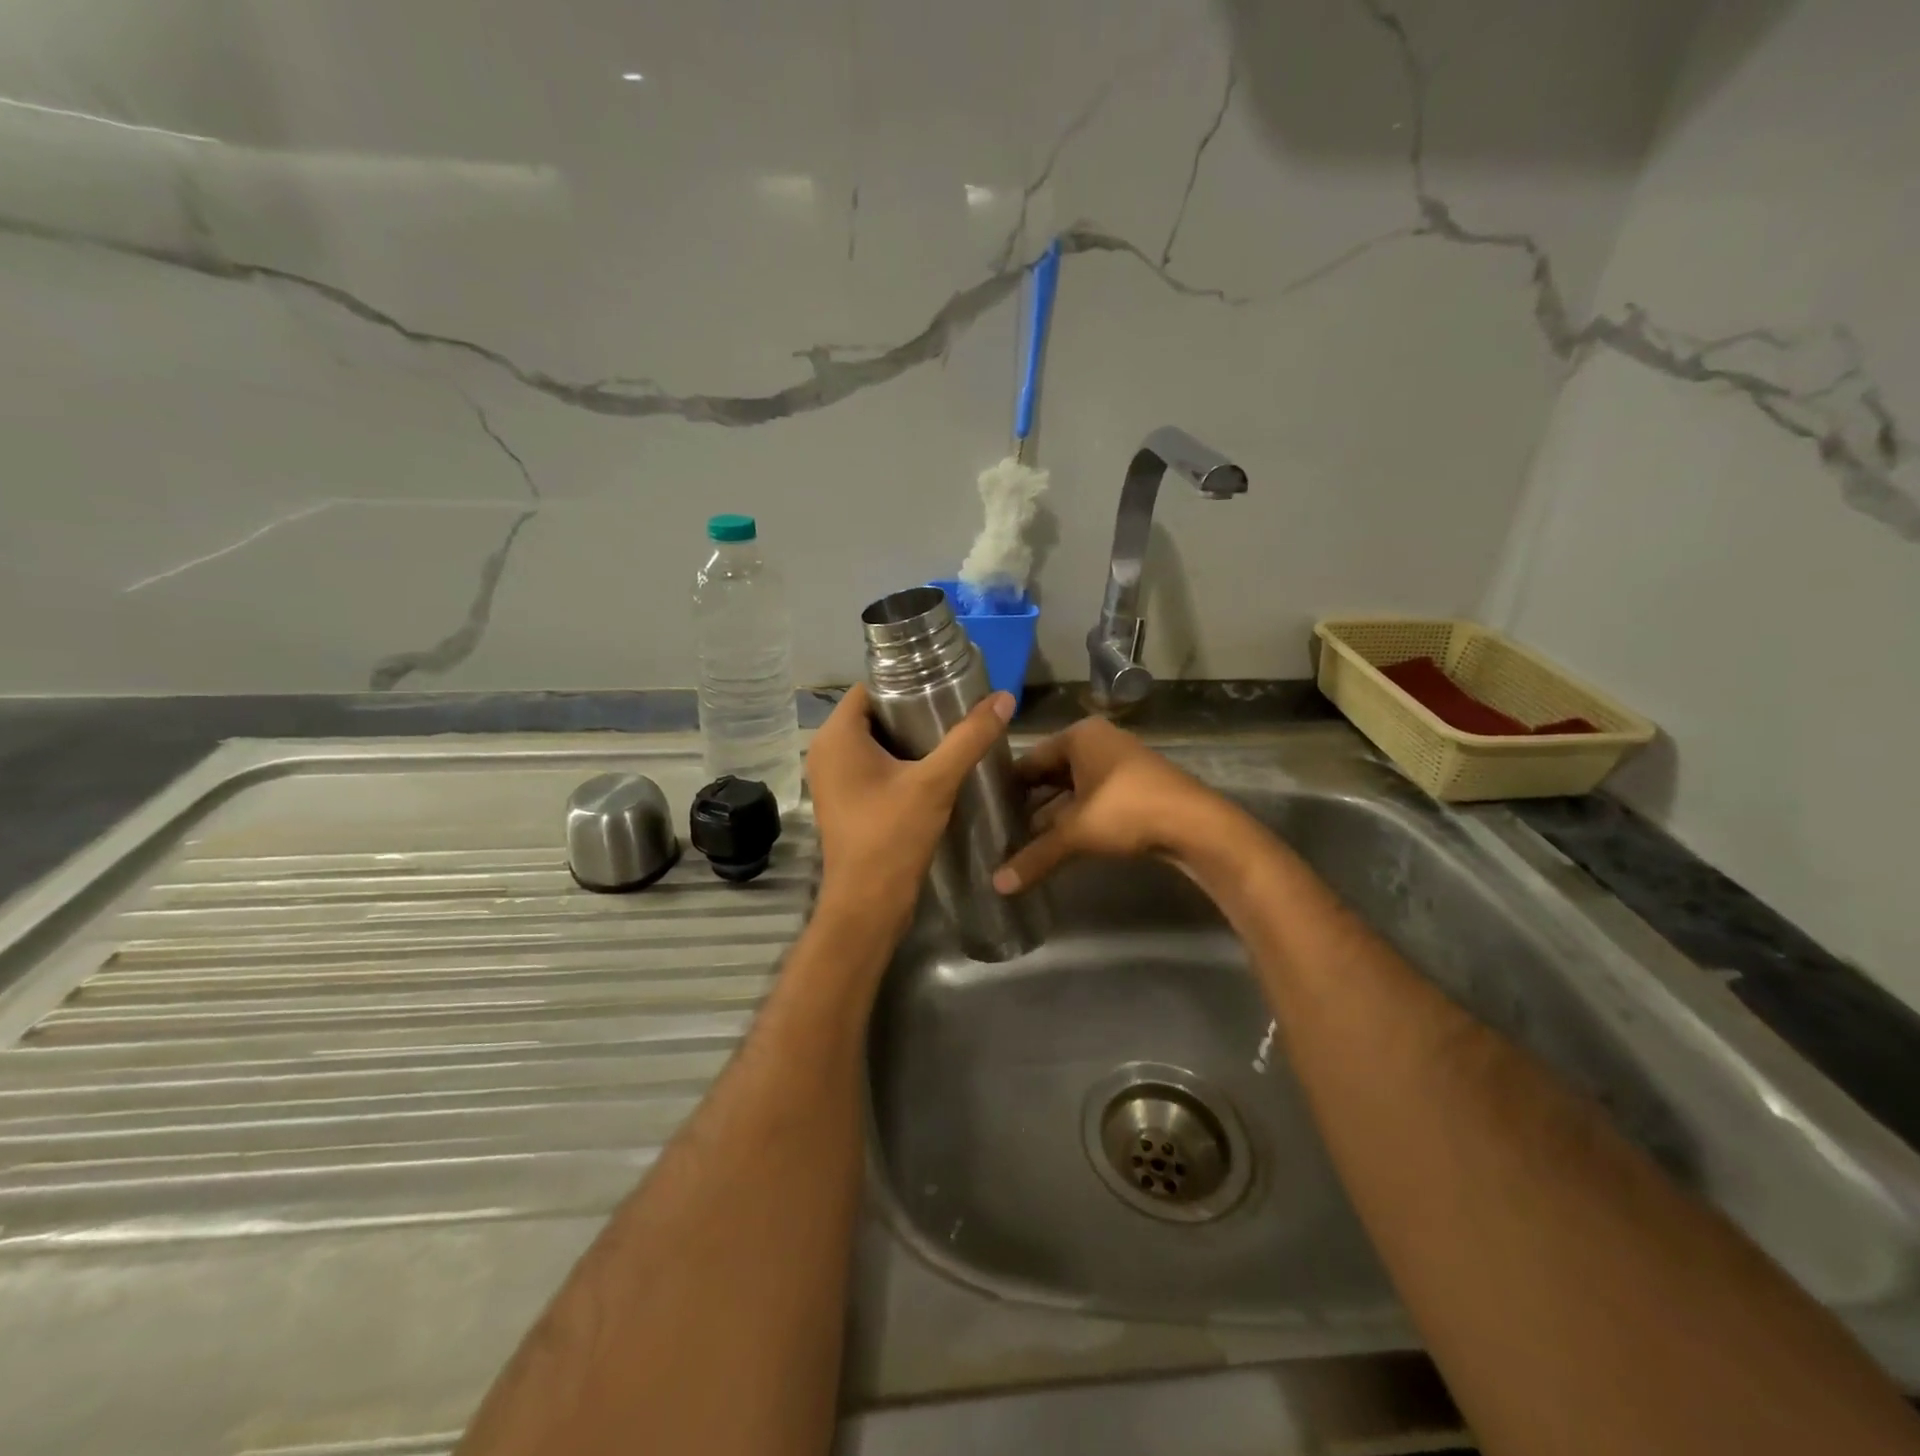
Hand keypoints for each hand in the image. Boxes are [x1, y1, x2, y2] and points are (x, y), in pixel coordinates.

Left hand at [806, 684, 1015, 930]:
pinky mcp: (844, 801)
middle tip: (956, 710)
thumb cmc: (892, 836)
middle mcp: (826, 752)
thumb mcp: (935, 782)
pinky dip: (899, 762)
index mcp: (836, 737)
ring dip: (909, 738)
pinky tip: (934, 768)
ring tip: (951, 735)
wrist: (867, 905)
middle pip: (873, 714)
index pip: (870, 688)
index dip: (906, 682)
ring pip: (874, 742)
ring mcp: (833, 779)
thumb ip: (969, 738)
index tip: (945, 685)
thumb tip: (1004, 698)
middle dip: (913, 710)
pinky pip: (872, 766)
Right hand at [991, 718, 1239, 892]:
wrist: (1195, 825)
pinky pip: (1093, 798)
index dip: (1008, 784)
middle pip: (1052, 772)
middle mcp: (1099, 742)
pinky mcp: (1135, 786)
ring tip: (1023, 840)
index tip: (986, 809)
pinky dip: (1076, 817)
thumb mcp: (1075, 833)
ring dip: (1053, 813)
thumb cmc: (1126, 811)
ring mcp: (1120, 763)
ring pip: (1073, 788)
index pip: (1030, 758)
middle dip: (1030, 801)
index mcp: (1080, 736)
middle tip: (1000, 827)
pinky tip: (1059, 842)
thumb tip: (997, 884)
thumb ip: (1035, 856)